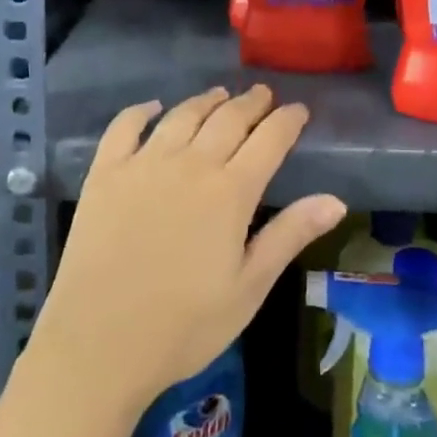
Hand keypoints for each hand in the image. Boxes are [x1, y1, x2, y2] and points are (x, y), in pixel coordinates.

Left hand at [31, 85, 346, 415]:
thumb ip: (290, 235)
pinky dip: (142, 111)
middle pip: (227, 119)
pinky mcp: (105, 173)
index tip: (299, 109)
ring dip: (206, 101)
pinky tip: (154, 108)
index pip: (269, 140)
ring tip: (220, 95)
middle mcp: (190, 164)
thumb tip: (336, 200)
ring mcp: (143, 164)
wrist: (100, 342)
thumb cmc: (185, 325)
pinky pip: (124, 126)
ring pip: (182, 116)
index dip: (287, 121)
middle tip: (264, 94)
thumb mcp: (249, 287)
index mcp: (230, 192)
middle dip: (251, 103)